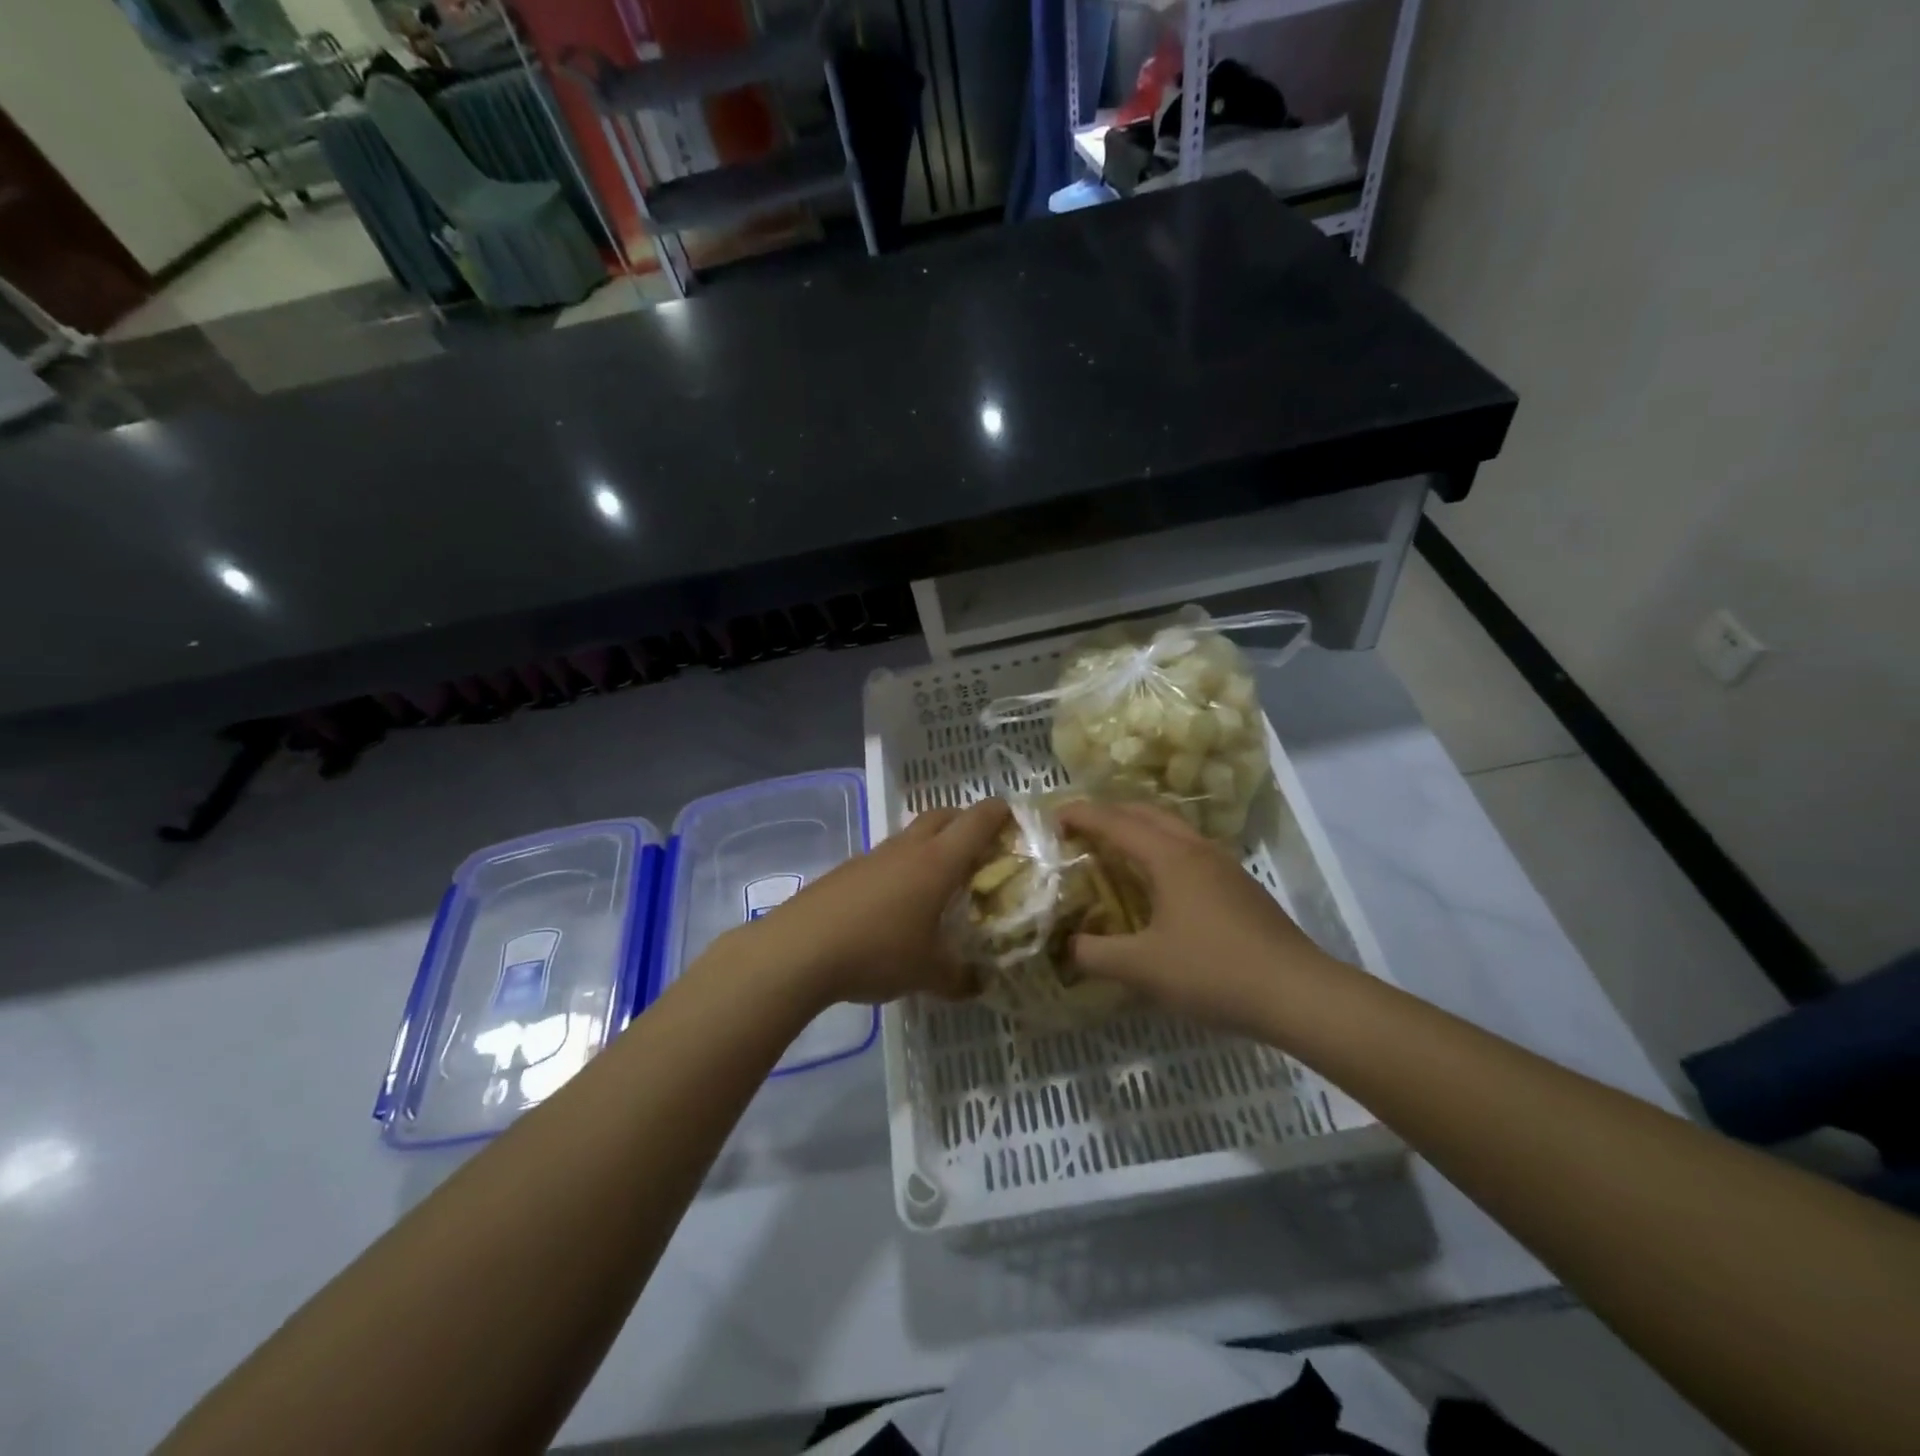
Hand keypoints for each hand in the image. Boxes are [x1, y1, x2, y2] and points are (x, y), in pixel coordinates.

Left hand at [730, 798, 1010, 1007]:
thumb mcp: (927, 973)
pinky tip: (899, 902)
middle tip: (982, 847)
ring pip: (912, 835)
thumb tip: (979, 983)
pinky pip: (887, 857)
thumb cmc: (877, 951)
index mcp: (938, 862)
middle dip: (966, 822)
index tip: (1016, 820)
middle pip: (943, 815)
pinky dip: (903, 867)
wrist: (800, 949)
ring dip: (932, 844)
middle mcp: (908, 848)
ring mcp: (874, 856)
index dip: (1000, 814)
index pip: (977, 821)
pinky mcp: (848, 870)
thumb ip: (959, 977)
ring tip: (941, 880)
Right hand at [1057, 800, 1340, 1033]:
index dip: (1081, 815)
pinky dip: (1161, 851)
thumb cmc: (1214, 972)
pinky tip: (1158, 885)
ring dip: (1139, 830)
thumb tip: (1068, 946)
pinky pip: (1189, 852)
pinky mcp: (1239, 887)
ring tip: (1114, 851)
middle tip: (1079, 830)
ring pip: (1173, 830)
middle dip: (1109, 813)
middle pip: (1146, 813)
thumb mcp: (1143, 968)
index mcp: (1170, 857)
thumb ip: (1096, 954)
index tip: (1051, 816)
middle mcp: (1196, 850)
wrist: (1298, 994)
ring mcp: (1223, 866)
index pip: (1115, 822)